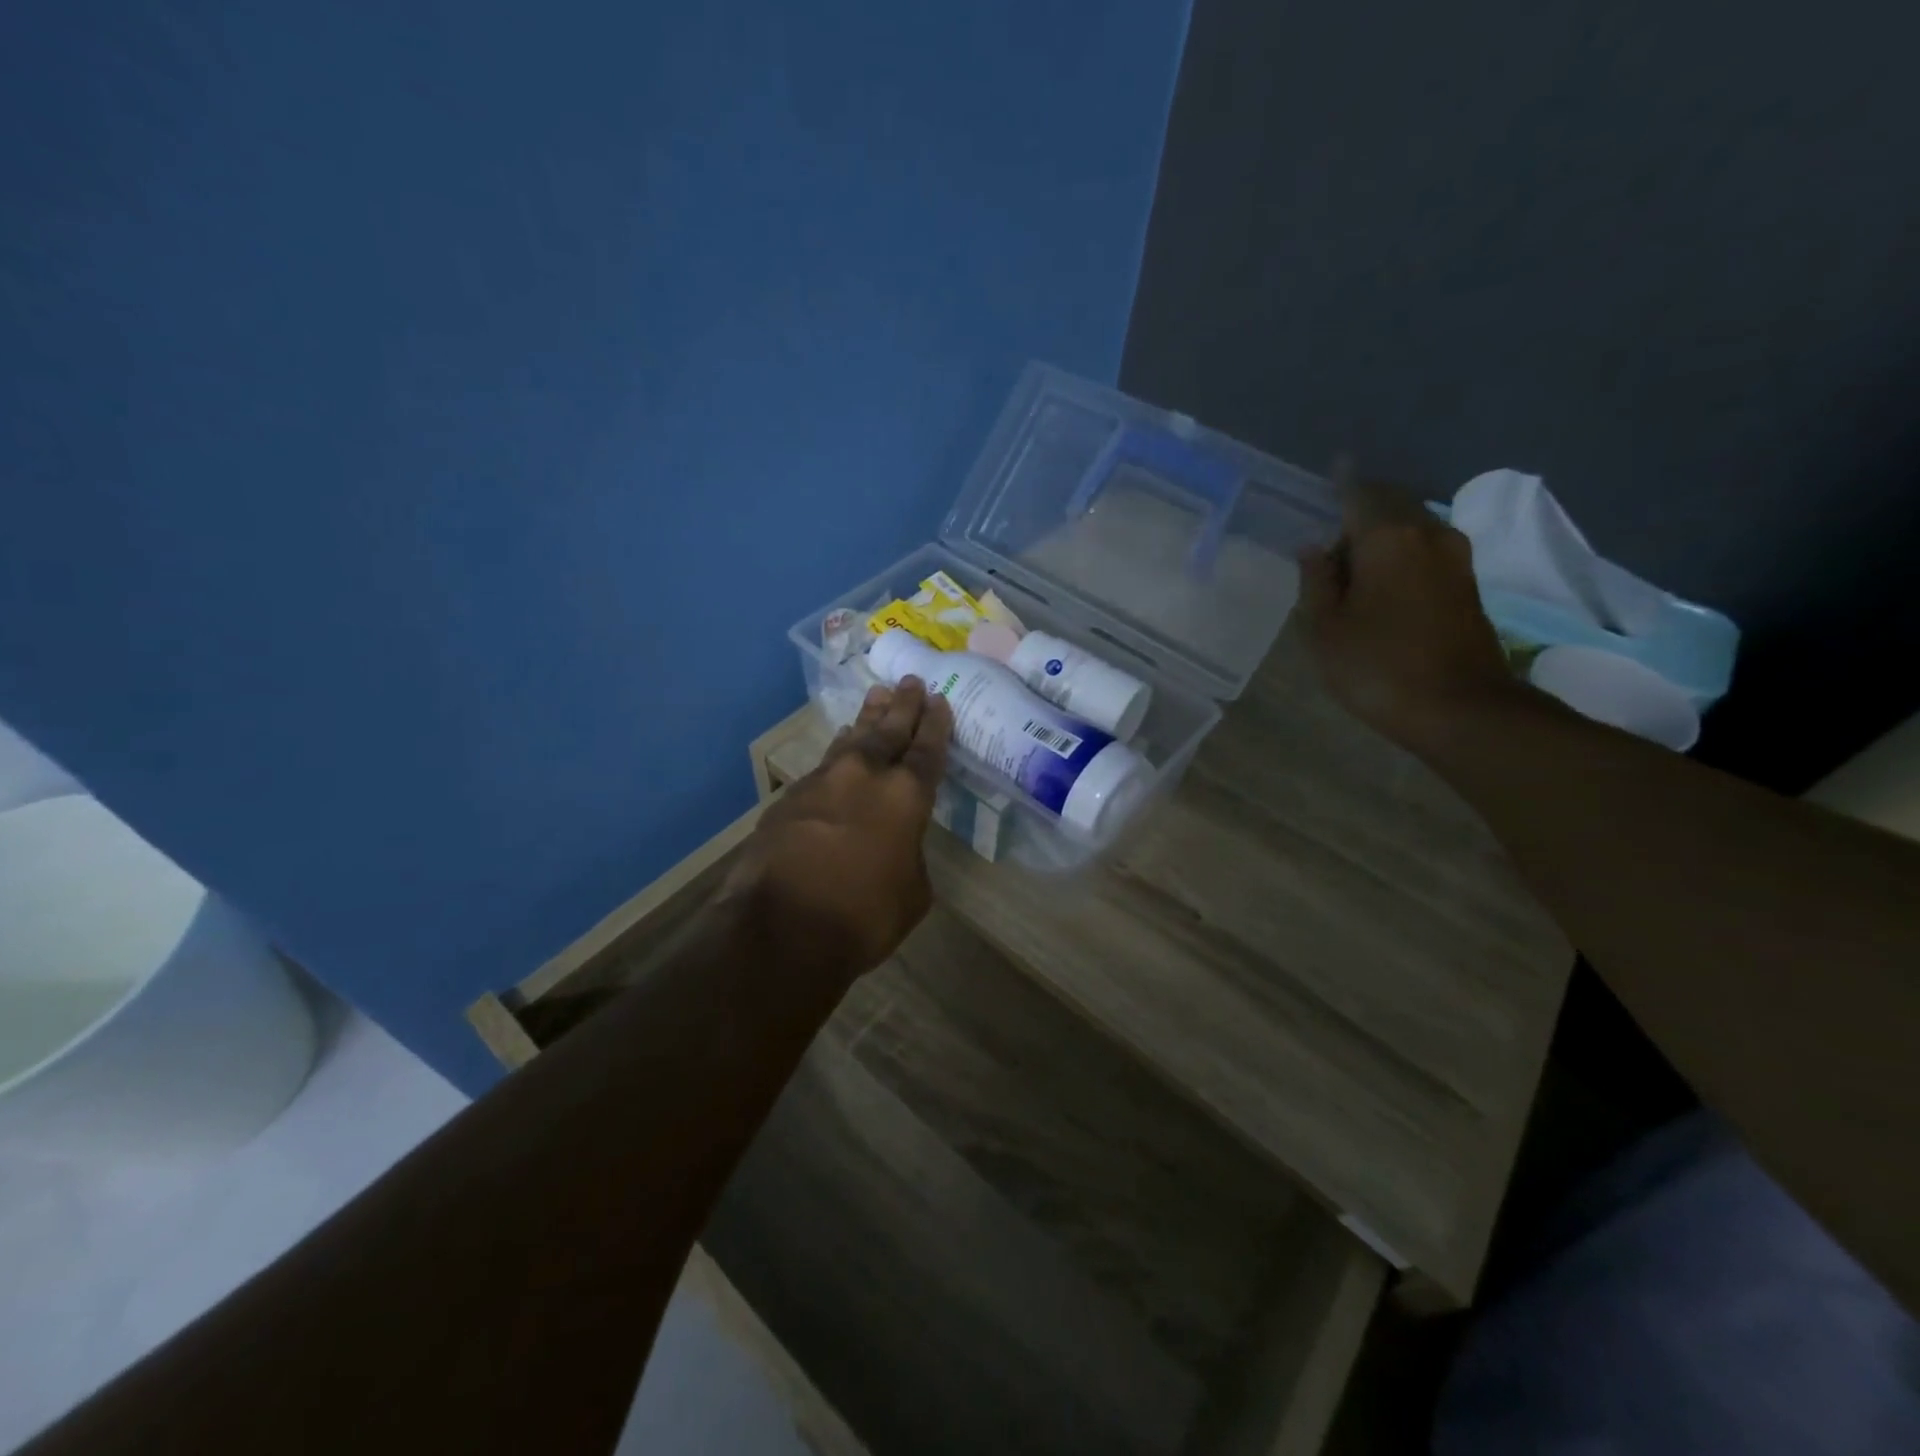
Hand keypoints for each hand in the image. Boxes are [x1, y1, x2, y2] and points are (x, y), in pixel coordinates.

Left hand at [728, 679, 952, 975]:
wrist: (781, 927)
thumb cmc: (862, 916)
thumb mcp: (911, 893)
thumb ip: (910, 855)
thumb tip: (897, 844)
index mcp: (905, 797)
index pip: (927, 749)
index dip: (935, 724)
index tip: (940, 699)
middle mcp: (865, 776)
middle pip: (889, 730)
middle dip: (903, 705)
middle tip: (911, 682)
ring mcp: (823, 781)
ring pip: (852, 739)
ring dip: (868, 718)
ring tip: (877, 697)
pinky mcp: (790, 796)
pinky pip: (824, 764)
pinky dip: (838, 752)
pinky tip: (840, 747)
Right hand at [1297, 481, 1515, 750]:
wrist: (1460, 708)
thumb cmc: (1377, 667)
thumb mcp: (1325, 629)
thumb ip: (1316, 581)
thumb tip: (1314, 548)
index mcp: (1387, 537)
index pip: (1359, 492)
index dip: (1342, 481)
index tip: (1332, 467)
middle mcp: (1427, 533)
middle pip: (1390, 503)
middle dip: (1362, 506)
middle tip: (1330, 523)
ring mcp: (1455, 557)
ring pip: (1411, 526)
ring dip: (1382, 531)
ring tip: (1351, 554)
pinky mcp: (1468, 582)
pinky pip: (1426, 548)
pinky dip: (1401, 550)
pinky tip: (1381, 576)